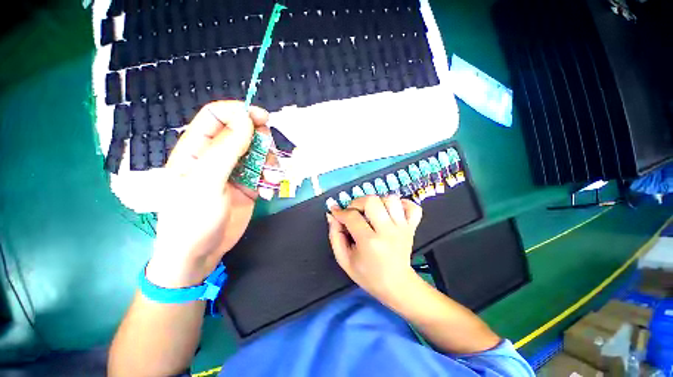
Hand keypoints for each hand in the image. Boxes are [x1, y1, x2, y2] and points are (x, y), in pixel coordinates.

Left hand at [145, 101, 269, 287]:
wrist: (200, 253)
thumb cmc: (193, 218)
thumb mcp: (206, 182)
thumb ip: (226, 149)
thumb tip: (246, 120)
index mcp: (197, 149)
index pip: (216, 117)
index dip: (238, 112)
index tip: (261, 118)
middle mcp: (217, 156)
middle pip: (243, 133)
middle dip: (260, 138)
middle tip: (268, 150)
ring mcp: (235, 171)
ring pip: (258, 152)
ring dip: (269, 161)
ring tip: (269, 178)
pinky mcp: (249, 185)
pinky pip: (265, 172)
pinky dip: (271, 178)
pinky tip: (268, 191)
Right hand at [327, 195, 422, 302]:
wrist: (397, 285)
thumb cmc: (368, 275)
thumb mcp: (344, 260)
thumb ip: (335, 236)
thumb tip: (332, 215)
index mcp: (370, 242)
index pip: (352, 217)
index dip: (340, 212)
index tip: (336, 213)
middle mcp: (388, 231)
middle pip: (372, 201)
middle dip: (358, 202)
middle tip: (354, 212)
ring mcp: (403, 228)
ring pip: (391, 199)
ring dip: (378, 202)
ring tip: (372, 212)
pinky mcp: (412, 227)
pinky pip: (412, 207)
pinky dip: (402, 204)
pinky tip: (392, 211)